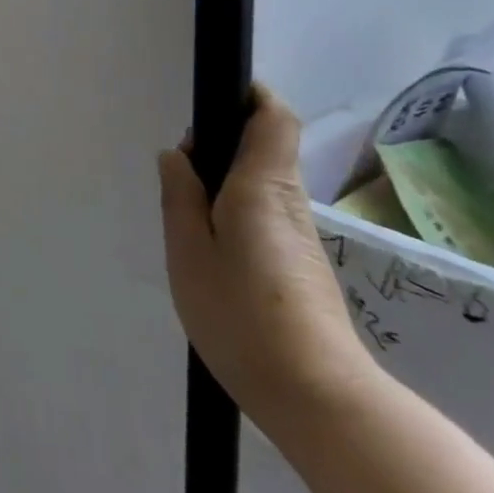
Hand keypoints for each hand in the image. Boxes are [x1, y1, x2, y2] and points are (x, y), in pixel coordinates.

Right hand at [158, 85, 377, 438]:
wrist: (316, 395)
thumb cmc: (242, 315)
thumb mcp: (189, 253)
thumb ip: (180, 197)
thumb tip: (177, 156)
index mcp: (262, 186)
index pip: (273, 117)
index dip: (249, 96)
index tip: (212, 104)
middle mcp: (288, 200)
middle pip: (266, 145)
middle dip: (222, 143)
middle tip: (181, 176)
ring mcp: (300, 234)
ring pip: (263, 181)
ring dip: (225, 182)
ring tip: (187, 218)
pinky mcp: (301, 263)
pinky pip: (266, 213)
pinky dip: (236, 211)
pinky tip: (212, 250)